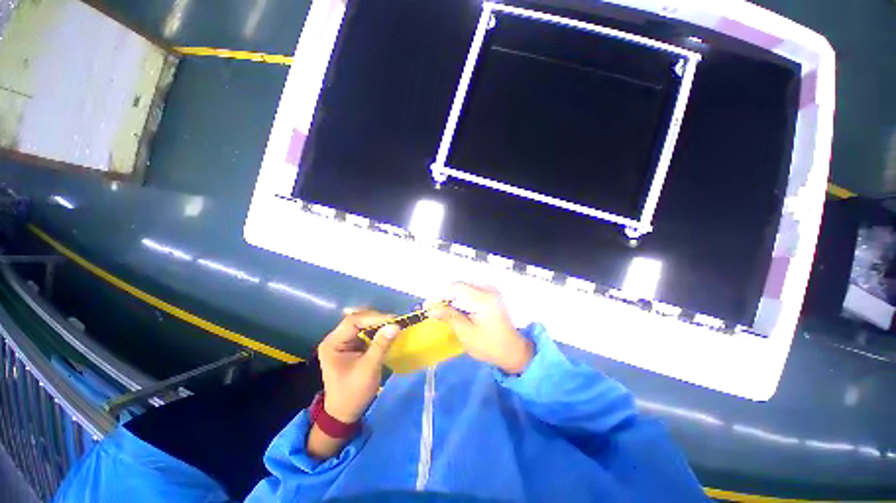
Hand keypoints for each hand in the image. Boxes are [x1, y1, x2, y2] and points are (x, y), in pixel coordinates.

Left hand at [316, 311, 399, 423]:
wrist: (344, 413)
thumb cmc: (353, 393)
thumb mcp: (368, 369)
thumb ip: (381, 345)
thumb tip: (396, 325)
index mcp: (333, 343)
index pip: (353, 321)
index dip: (374, 318)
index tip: (394, 320)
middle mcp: (336, 338)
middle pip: (358, 319)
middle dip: (378, 319)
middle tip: (396, 322)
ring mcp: (343, 341)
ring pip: (363, 324)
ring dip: (379, 324)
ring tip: (395, 325)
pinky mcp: (352, 345)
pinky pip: (366, 332)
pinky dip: (378, 331)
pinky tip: (388, 332)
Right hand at [429, 283, 532, 374]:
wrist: (512, 350)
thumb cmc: (489, 345)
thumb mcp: (466, 333)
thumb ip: (449, 317)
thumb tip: (432, 309)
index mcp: (482, 298)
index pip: (456, 287)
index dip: (440, 295)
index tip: (428, 306)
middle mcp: (487, 290)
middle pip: (460, 285)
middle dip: (445, 296)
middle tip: (434, 309)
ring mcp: (490, 292)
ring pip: (464, 288)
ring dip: (452, 297)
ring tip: (442, 310)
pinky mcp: (491, 296)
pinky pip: (471, 292)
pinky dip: (461, 298)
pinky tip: (455, 309)